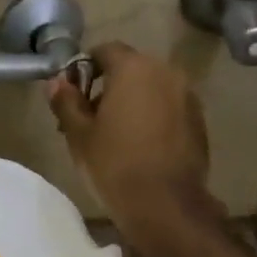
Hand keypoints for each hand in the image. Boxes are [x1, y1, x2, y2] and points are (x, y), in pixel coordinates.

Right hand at [48, 42, 210, 227]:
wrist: (166, 206)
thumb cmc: (114, 164)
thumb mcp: (79, 134)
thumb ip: (66, 101)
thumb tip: (57, 82)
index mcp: (134, 68)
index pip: (105, 50)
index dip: (84, 67)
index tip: (72, 94)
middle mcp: (165, 72)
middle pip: (130, 68)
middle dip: (108, 86)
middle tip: (88, 117)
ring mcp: (187, 96)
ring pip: (151, 88)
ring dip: (131, 101)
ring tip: (114, 134)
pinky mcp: (199, 121)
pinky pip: (168, 107)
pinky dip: (152, 116)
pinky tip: (139, 145)